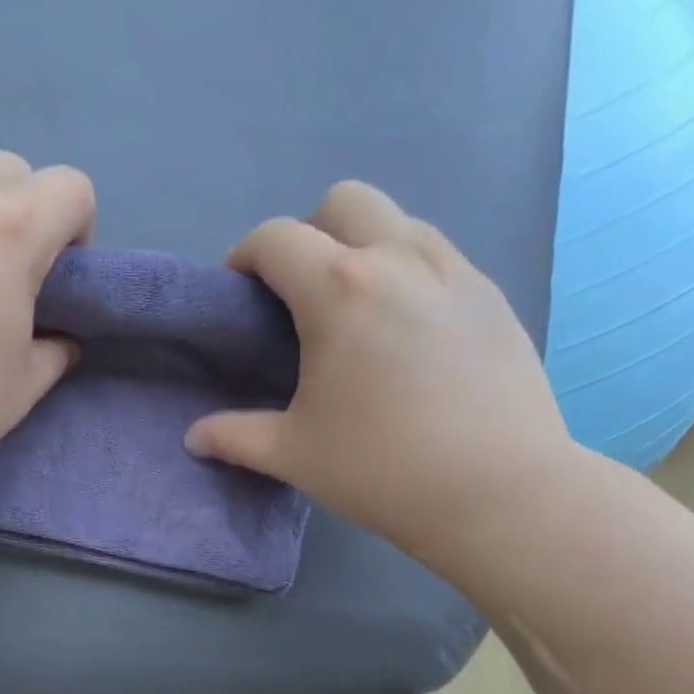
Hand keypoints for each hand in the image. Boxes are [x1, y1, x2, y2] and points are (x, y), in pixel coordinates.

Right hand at [185, 181, 574, 568]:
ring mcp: (456, 273)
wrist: (499, 493)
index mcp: (339, 290)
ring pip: (400, 222)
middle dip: (311, 234)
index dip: (245, 256)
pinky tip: (410, 336)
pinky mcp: (494, 297)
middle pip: (345, 201)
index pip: (276, 237)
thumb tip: (194, 438)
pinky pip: (440, 257)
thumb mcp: (291, 455)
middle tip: (302, 297)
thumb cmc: (380, 469)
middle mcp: (400, 260)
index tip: (240, 293)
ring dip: (365, 248)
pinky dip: (410, 274)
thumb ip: (234, 436)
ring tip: (358, 313)